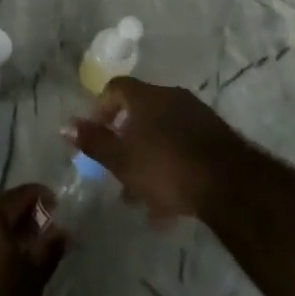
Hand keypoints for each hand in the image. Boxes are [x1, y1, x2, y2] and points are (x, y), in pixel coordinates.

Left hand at [0, 185, 66, 295]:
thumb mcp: (33, 278)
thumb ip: (49, 248)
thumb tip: (63, 230)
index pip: (21, 195)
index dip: (42, 198)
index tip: (58, 210)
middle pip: (0, 210)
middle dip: (23, 220)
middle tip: (43, 239)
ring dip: (4, 237)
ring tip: (23, 259)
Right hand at [67, 77, 251, 222]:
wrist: (229, 183)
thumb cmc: (166, 167)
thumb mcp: (122, 159)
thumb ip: (93, 141)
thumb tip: (65, 125)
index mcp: (147, 97)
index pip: (116, 88)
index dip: (101, 108)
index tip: (95, 135)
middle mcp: (172, 98)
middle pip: (140, 114)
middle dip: (126, 143)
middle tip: (117, 172)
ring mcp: (197, 117)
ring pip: (162, 136)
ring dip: (148, 162)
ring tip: (141, 199)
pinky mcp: (216, 140)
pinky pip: (183, 149)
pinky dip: (171, 169)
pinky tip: (168, 208)